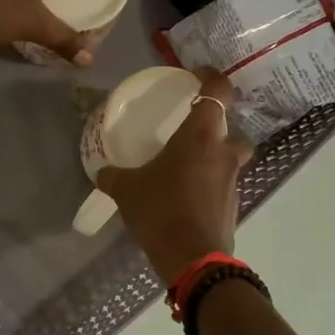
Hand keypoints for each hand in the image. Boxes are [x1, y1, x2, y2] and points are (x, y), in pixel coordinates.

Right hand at [97, 69, 253, 282]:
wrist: (192, 259)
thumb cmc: (161, 211)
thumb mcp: (127, 190)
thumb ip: (114, 176)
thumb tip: (101, 172)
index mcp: (201, 136)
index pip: (218, 91)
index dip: (211, 77)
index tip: (197, 75)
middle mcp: (224, 153)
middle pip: (230, 130)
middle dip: (216, 129)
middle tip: (190, 134)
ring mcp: (232, 181)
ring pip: (229, 159)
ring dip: (212, 159)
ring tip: (185, 170)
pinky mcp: (233, 206)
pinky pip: (222, 186)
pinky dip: (209, 186)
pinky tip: (186, 198)